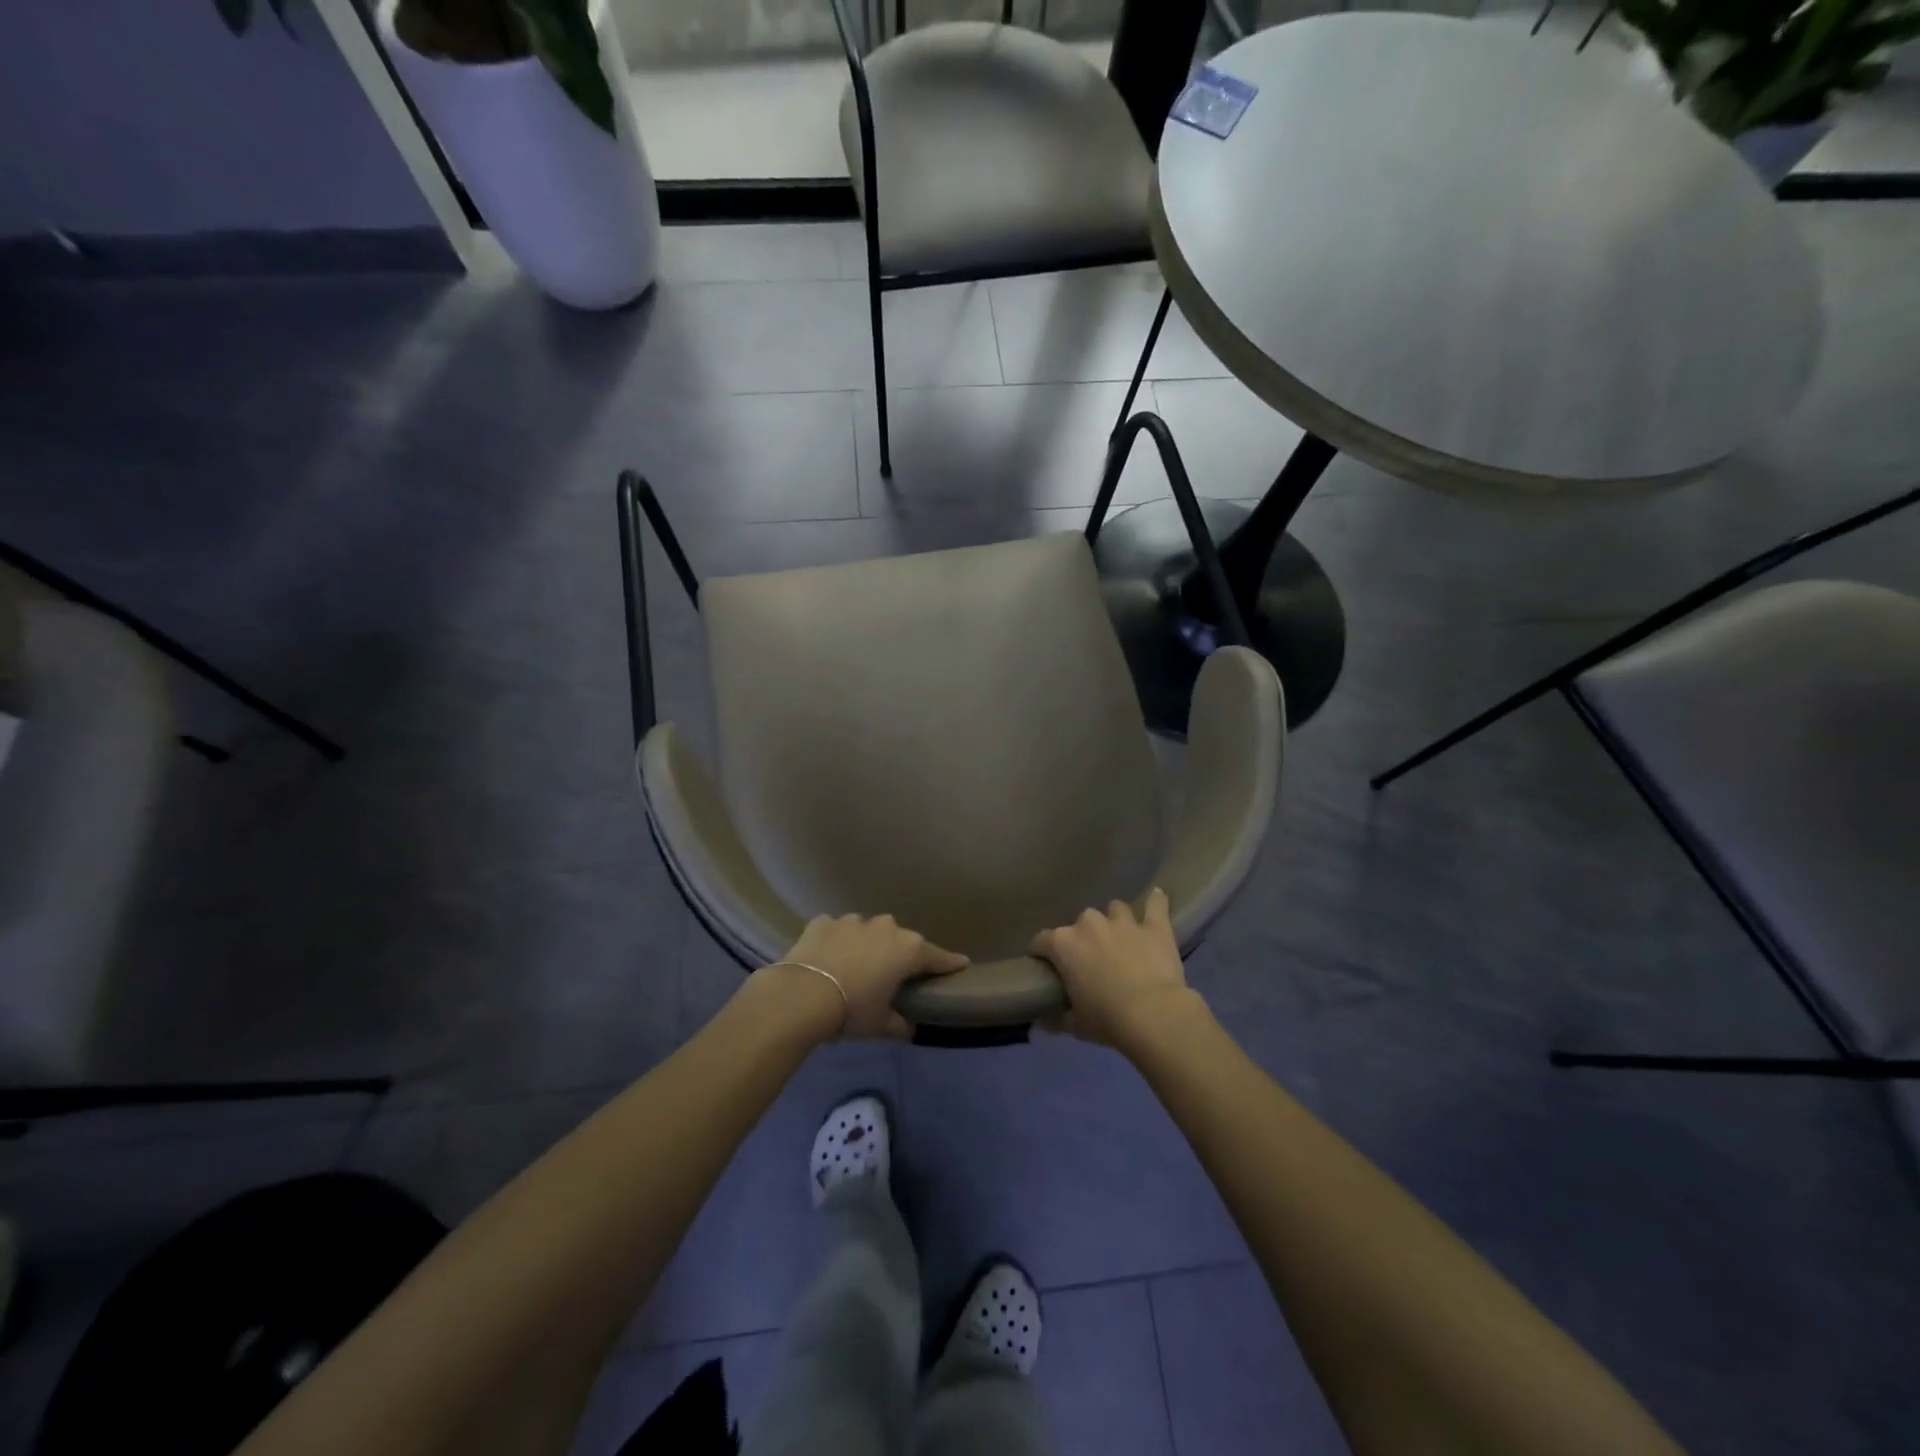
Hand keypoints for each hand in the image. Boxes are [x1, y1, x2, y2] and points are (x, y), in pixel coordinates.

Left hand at [765, 914, 968, 1040]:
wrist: (801, 995)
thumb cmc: (852, 1010)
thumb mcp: (881, 1024)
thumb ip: (899, 1024)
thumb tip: (908, 1027)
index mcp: (908, 950)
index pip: (937, 957)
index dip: (949, 963)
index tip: (961, 964)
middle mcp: (885, 927)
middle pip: (901, 940)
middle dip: (900, 954)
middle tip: (894, 974)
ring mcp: (853, 921)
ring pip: (868, 931)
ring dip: (867, 945)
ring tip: (856, 967)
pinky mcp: (824, 922)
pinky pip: (837, 930)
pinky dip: (836, 941)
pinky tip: (828, 957)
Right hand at [1030, 888, 1201, 1052]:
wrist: (1153, 1014)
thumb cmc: (1106, 1019)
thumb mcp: (1075, 1025)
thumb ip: (1056, 1019)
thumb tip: (1041, 1024)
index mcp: (1063, 944)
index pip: (1041, 941)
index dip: (1042, 953)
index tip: (1046, 965)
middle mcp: (1089, 924)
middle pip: (1080, 923)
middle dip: (1084, 938)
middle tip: (1092, 960)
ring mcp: (1123, 921)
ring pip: (1114, 909)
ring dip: (1115, 922)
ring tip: (1121, 938)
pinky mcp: (1154, 926)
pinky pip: (1155, 905)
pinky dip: (1156, 902)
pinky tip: (1157, 899)